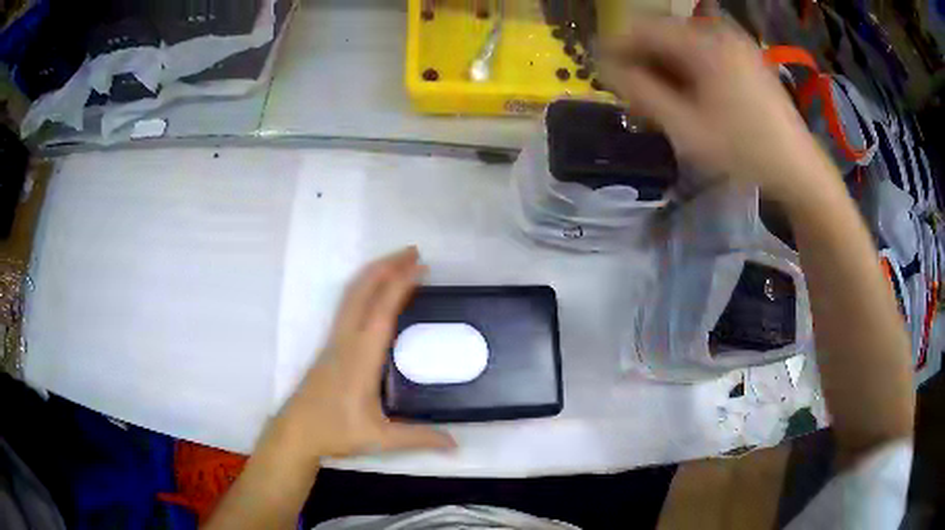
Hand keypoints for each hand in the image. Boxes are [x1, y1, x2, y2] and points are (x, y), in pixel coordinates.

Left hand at [272, 247, 455, 462]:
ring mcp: (335, 340)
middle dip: (388, 266)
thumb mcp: (381, 439)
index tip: (421, 266)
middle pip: (363, 290)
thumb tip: (456, 444)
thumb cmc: (335, 432)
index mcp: (361, 357)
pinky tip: (374, 291)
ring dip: (374, 273)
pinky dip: (364, 287)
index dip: (401, 284)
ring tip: (397, 262)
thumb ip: (419, 438)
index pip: (382, 310)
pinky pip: (348, 304)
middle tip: (414, 252)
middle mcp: (346, 340)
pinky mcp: (330, 345)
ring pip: (351, 294)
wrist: (296, 432)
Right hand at [601, 17, 836, 205]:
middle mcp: (717, 33)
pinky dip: (686, 74)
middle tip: (635, 100)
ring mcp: (733, 44)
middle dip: (642, 64)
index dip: (616, 49)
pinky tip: (687, 101)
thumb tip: (606, 67)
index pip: (642, 28)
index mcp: (703, 43)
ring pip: (681, 47)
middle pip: (662, 37)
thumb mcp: (686, 127)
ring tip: (661, 107)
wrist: (797, 167)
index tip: (604, 76)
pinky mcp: (743, 58)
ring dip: (663, 71)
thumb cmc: (744, 150)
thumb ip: (641, 92)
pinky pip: (702, 56)